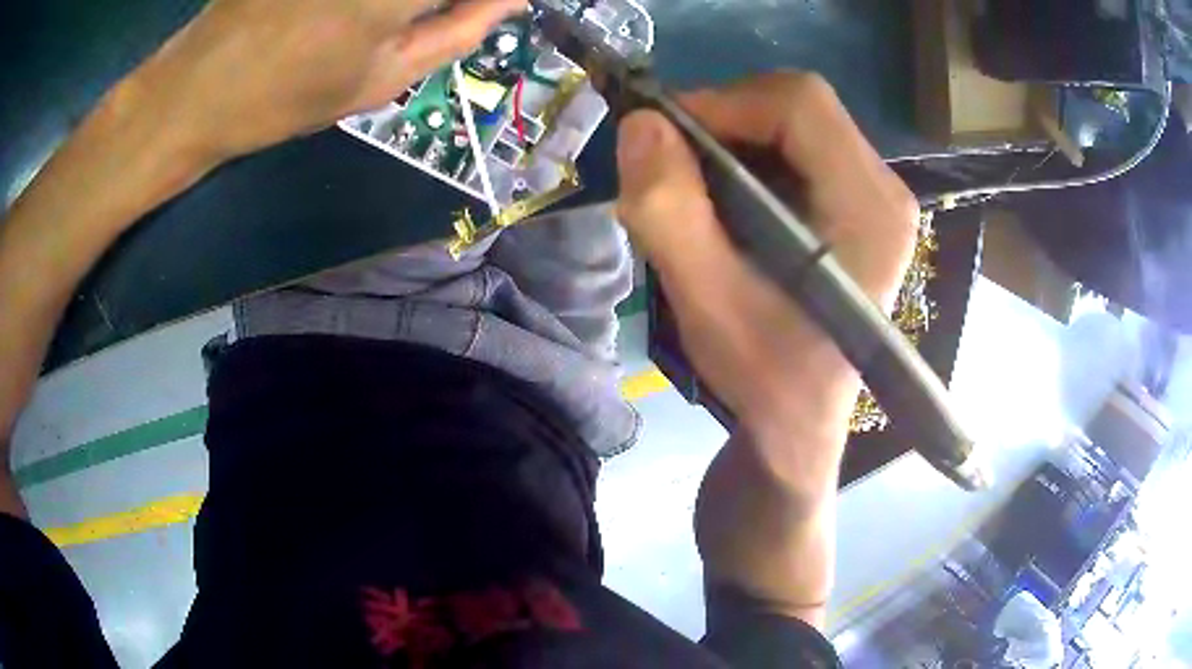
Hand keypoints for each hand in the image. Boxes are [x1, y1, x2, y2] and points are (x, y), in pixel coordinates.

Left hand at [131, 0, 523, 163]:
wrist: (197, 88)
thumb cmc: (287, 98)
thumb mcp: (381, 81)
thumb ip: (457, 33)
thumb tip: (508, 0)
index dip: (492, 0)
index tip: (491, 9)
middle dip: (442, 4)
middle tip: (434, 19)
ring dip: (404, 6)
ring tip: (388, 24)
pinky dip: (373, 4)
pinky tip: (351, 16)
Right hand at [615, 72, 918, 470]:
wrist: (801, 421)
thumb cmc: (766, 375)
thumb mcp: (708, 304)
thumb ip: (670, 213)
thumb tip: (640, 125)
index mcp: (869, 208)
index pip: (801, 104)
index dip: (724, 102)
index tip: (665, 139)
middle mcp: (885, 190)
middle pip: (800, 105)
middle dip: (726, 120)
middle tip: (673, 163)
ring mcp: (877, 196)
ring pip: (795, 122)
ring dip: (734, 139)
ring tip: (695, 188)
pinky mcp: (859, 206)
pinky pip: (799, 149)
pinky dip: (750, 158)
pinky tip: (726, 201)